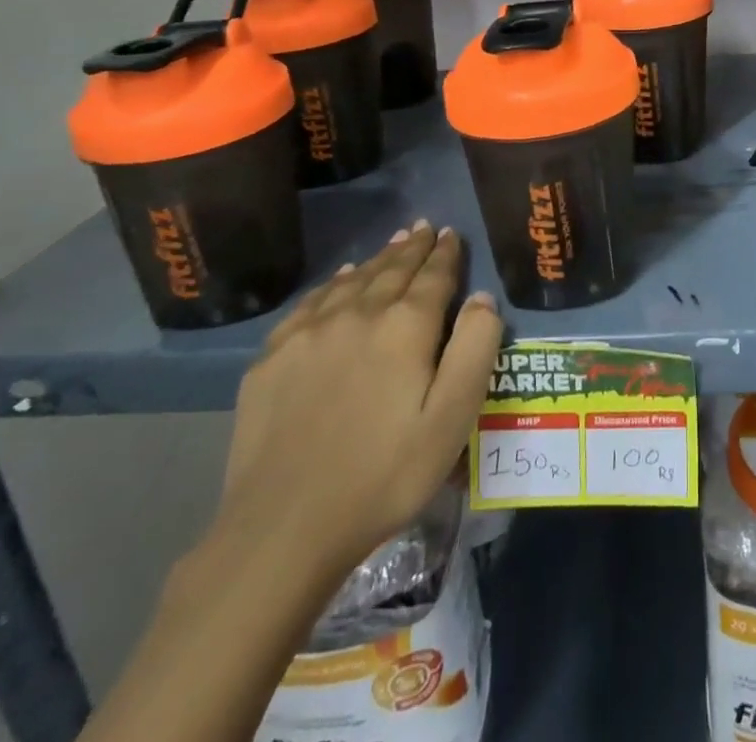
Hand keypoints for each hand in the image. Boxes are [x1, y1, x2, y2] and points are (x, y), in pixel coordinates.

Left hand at [213, 221, 502, 583]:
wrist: (282, 528)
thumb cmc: (384, 475)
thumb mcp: (452, 418)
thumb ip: (475, 349)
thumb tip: (482, 298)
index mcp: (406, 327)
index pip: (433, 276)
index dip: (446, 253)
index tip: (451, 233)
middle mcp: (358, 314)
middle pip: (392, 269)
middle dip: (412, 247)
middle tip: (423, 227)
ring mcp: (309, 333)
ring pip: (353, 281)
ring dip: (377, 260)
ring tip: (393, 243)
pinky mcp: (272, 358)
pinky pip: (311, 303)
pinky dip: (333, 285)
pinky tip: (340, 282)